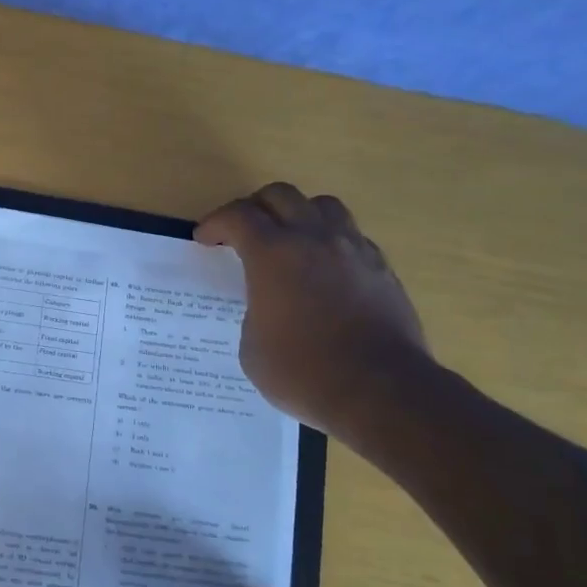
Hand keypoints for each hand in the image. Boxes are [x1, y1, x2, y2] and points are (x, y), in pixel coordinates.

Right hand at [196, 181, 429, 444]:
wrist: (381, 391)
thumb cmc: (303, 372)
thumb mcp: (252, 347)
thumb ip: (254, 311)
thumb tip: (266, 305)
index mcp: (273, 255)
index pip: (238, 216)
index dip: (215, 223)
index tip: (204, 239)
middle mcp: (314, 239)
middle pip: (280, 196)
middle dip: (254, 207)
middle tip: (241, 232)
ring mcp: (354, 250)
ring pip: (322, 205)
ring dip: (297, 214)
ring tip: (288, 240)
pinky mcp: (382, 268)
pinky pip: (351, 235)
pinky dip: (329, 240)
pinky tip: (323, 269)